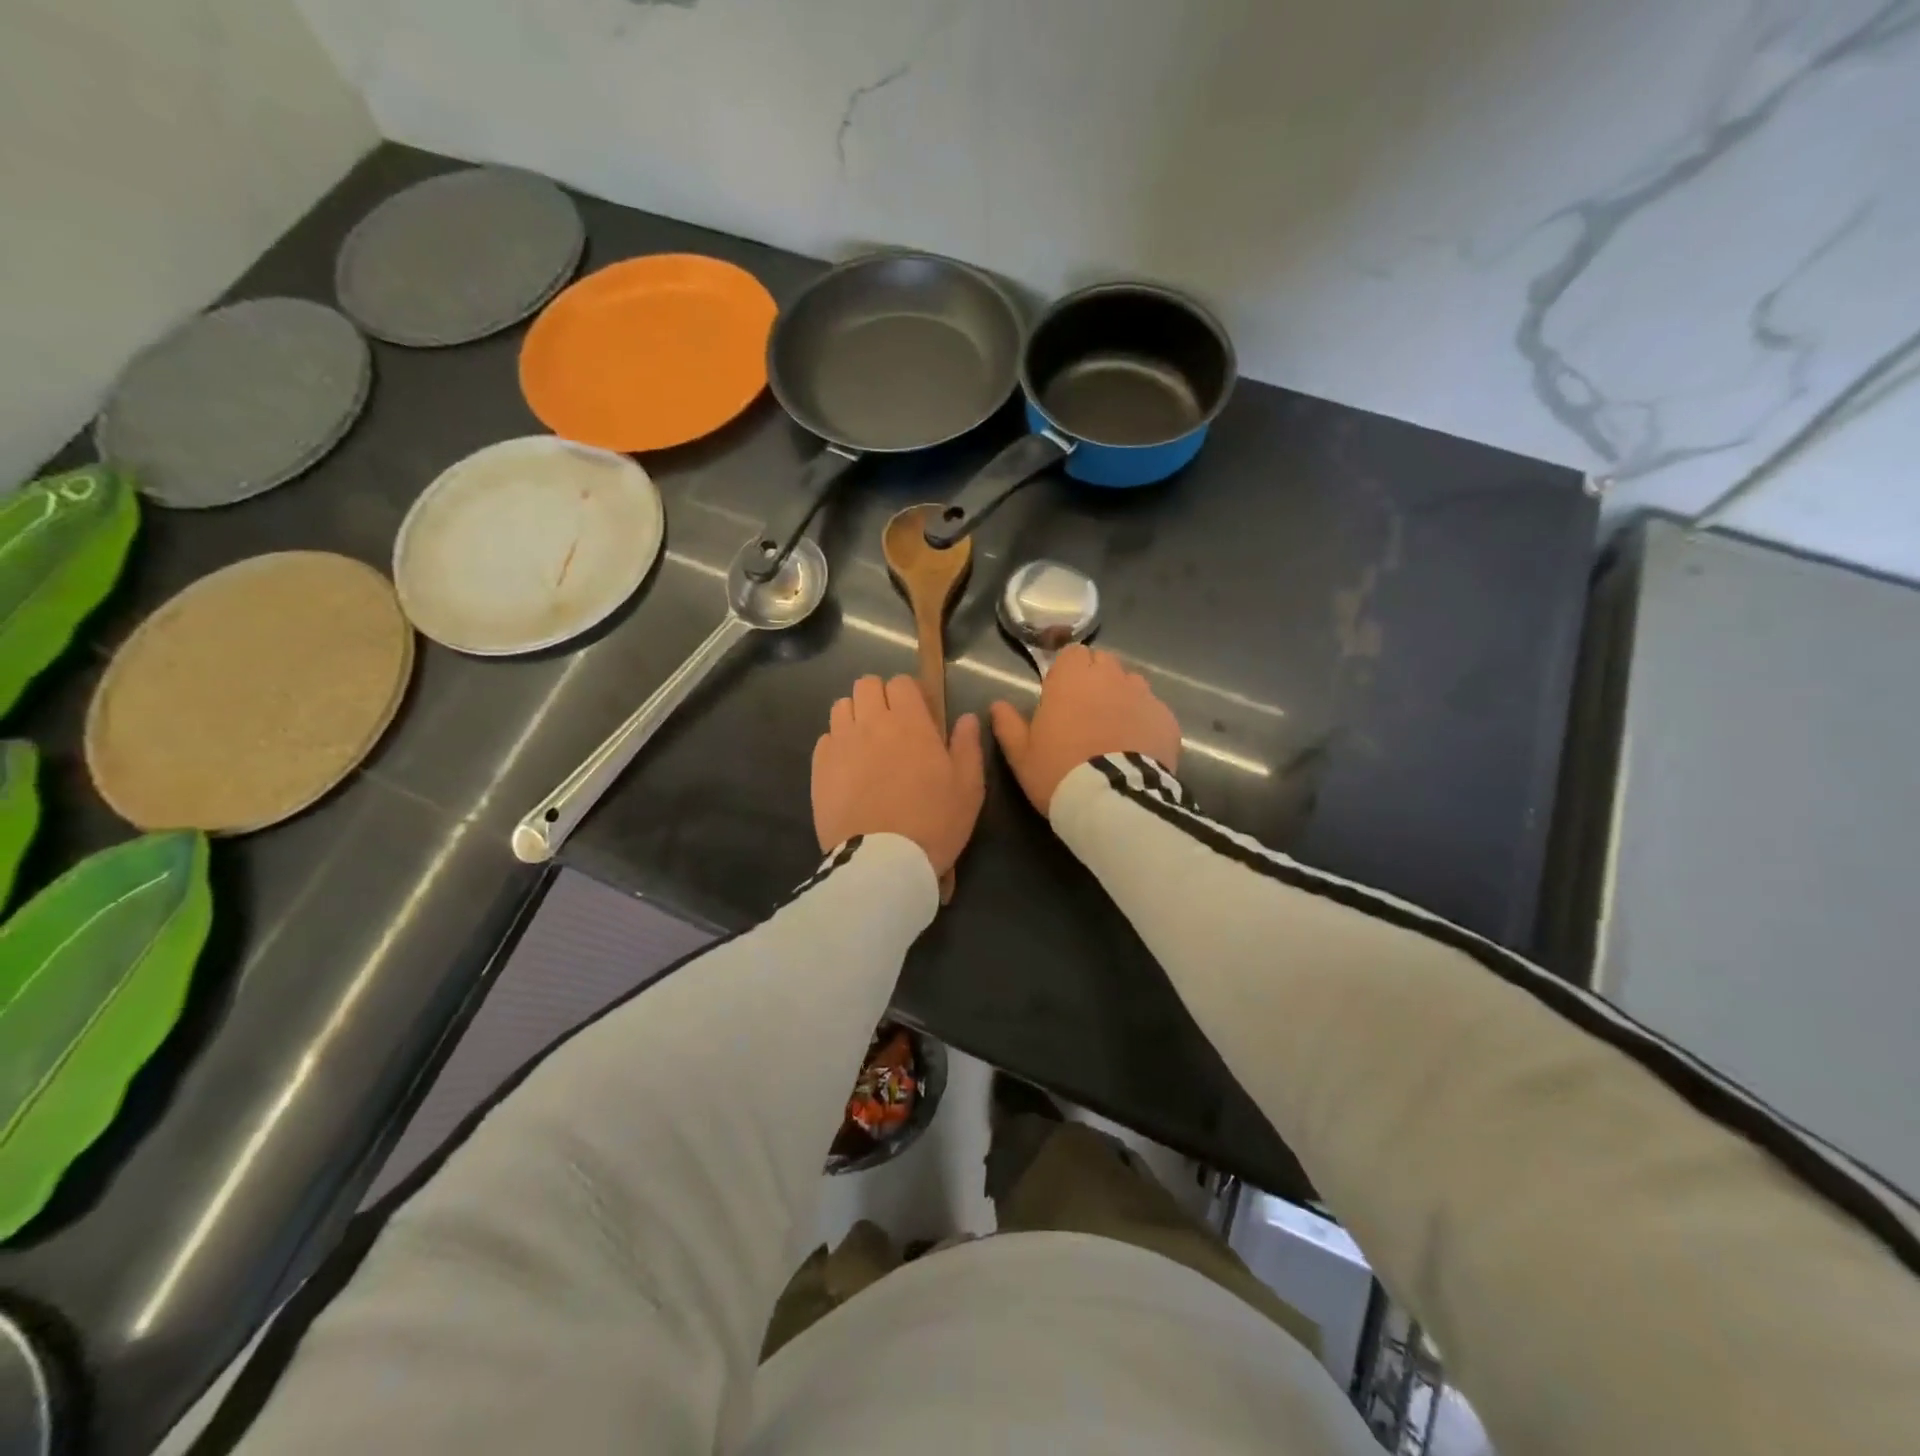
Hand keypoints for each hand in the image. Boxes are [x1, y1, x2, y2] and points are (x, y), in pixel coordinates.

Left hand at [813, 675, 984, 877]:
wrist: (882, 862)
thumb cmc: (933, 822)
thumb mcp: (968, 788)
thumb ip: (967, 746)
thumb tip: (967, 718)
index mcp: (910, 723)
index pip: (901, 683)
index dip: (910, 694)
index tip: (920, 715)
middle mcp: (871, 723)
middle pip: (866, 685)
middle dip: (880, 697)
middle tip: (892, 725)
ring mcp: (841, 744)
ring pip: (842, 706)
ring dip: (856, 715)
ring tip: (868, 743)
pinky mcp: (819, 768)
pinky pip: (825, 738)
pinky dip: (837, 744)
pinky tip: (849, 767)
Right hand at [991, 646, 1180, 815]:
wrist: (1113, 801)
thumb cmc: (1059, 772)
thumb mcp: (1021, 755)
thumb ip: (1008, 724)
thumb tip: (997, 705)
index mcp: (1071, 679)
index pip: (1072, 652)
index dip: (1068, 670)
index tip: (1061, 692)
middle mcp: (1110, 677)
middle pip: (1104, 662)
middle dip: (1096, 678)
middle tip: (1086, 710)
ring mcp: (1143, 696)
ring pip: (1132, 683)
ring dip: (1122, 697)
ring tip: (1114, 728)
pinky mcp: (1167, 719)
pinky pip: (1154, 711)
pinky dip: (1145, 721)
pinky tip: (1138, 746)